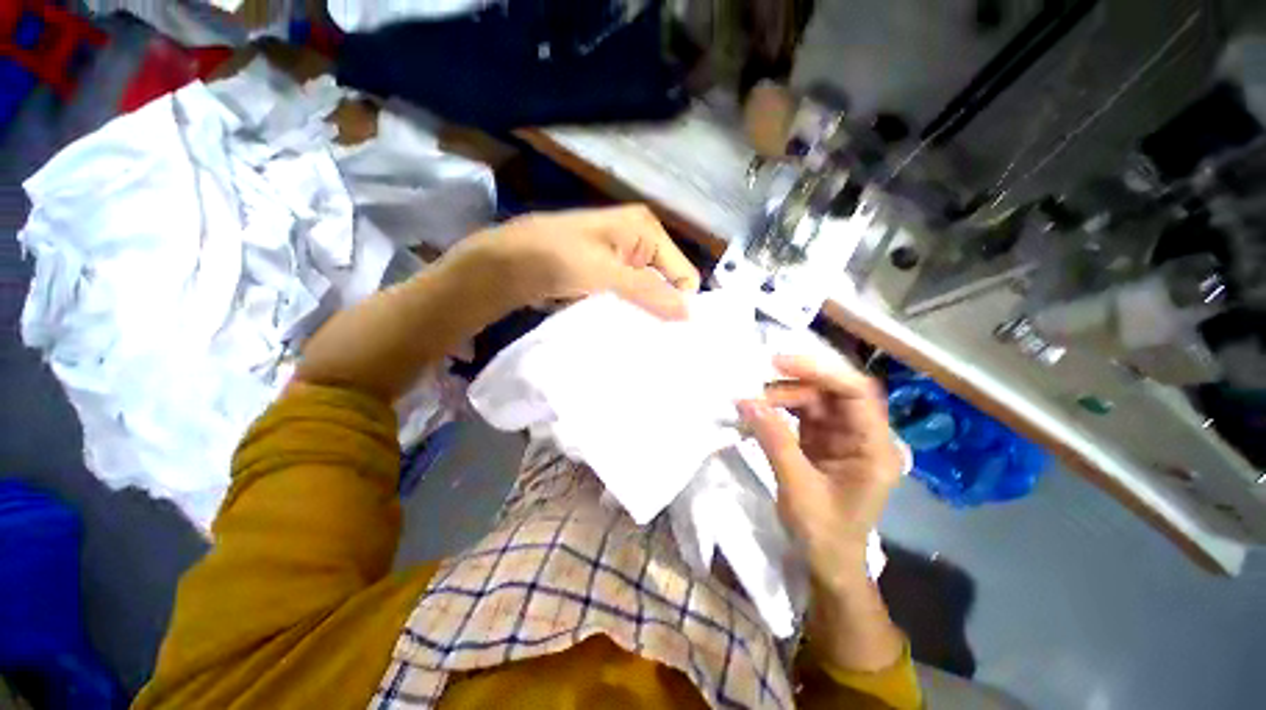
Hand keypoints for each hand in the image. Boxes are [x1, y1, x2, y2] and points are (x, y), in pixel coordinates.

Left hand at [463, 205, 700, 318]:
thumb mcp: (608, 274)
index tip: (674, 333)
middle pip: (666, 282)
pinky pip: (629, 297)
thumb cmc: (559, 258)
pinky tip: (626, 327)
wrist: (509, 263)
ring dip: (644, 312)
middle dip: (663, 308)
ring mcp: (622, 259)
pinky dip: (628, 311)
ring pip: (647, 293)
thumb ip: (650, 292)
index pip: (683, 272)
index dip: (680, 301)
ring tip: (643, 337)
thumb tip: (690, 314)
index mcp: (646, 229)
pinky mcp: (608, 275)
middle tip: (659, 339)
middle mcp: (639, 240)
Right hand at [738, 355, 902, 591]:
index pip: (856, 393)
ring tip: (752, 403)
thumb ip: (774, 440)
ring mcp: (841, 437)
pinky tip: (758, 412)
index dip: (821, 371)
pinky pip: (801, 414)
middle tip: (757, 388)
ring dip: (782, 396)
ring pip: (814, 400)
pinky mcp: (822, 442)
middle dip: (794, 384)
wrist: (827, 564)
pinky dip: (779, 410)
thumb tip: (747, 402)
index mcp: (874, 447)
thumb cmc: (823, 534)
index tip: (780, 363)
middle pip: (832, 392)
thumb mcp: (797, 487)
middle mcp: (862, 435)